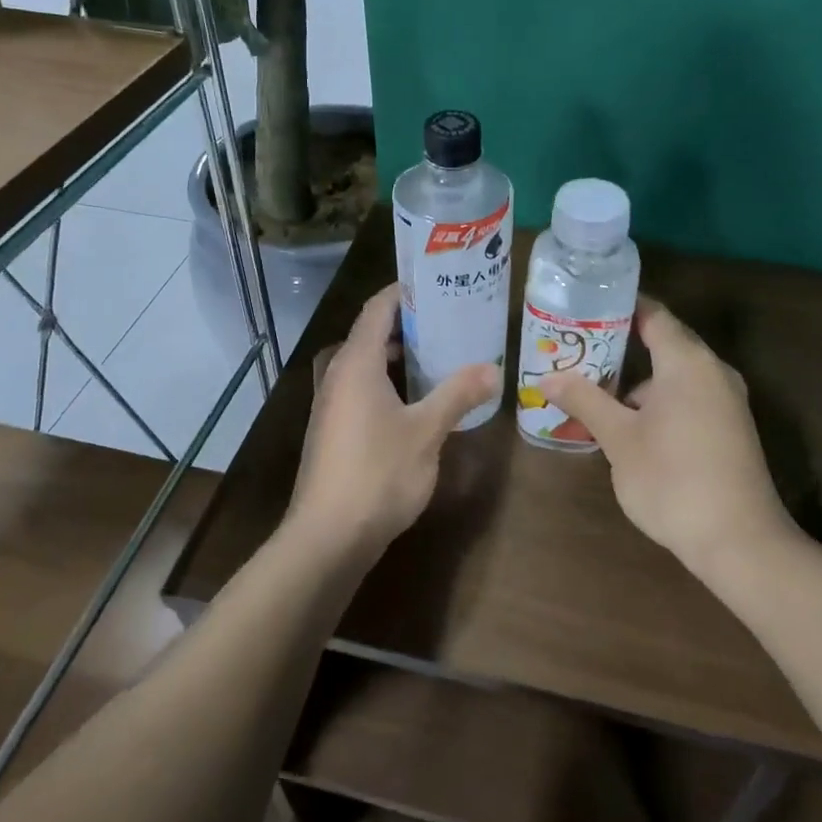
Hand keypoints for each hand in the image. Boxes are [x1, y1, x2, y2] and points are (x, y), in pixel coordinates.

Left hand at [289, 284, 499, 547]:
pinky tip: (419, 400)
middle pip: (372, 333)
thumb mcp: (427, 431)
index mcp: (356, 363)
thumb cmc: (378, 473)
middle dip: (409, 324)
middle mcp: (338, 375)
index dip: (405, 292)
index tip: (439, 285)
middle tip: (451, 321)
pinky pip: (364, 389)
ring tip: (442, 355)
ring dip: (400, 356)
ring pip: (367, 364)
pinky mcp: (334, 430)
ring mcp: (332, 404)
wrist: (329, 536)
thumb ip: (458, 394)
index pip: (377, 308)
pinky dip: (390, 382)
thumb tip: (493, 368)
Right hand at [539, 298, 796, 574]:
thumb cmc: (672, 479)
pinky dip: (658, 400)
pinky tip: (629, 425)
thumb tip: (547, 378)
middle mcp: (714, 371)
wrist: (739, 542)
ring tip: (594, 390)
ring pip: (676, 375)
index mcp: (688, 362)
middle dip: (621, 345)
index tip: (584, 308)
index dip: (619, 307)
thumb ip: (585, 400)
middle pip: (665, 342)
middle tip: (578, 349)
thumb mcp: (619, 439)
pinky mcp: (730, 428)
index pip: (653, 314)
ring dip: (638, 380)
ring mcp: (727, 401)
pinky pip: (689, 397)